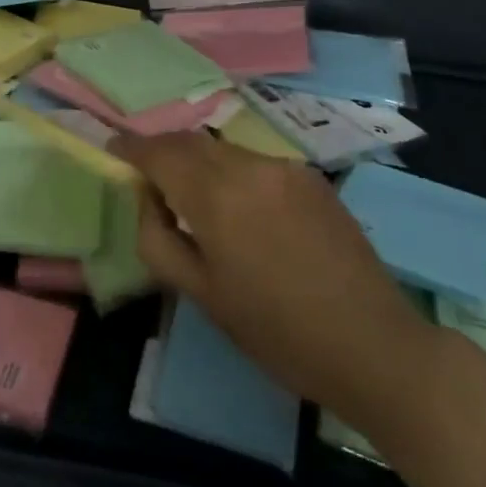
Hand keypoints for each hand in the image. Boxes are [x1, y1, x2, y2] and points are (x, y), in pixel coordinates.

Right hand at [117, 132, 434, 422]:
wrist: (372, 344)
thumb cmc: (277, 332)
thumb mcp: (202, 296)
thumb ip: (159, 239)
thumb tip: (147, 198)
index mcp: (217, 196)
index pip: (161, 152)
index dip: (132, 146)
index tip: (113, 147)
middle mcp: (249, 166)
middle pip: (192, 142)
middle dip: (163, 150)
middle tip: (147, 173)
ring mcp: (285, 167)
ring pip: (224, 150)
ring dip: (199, 162)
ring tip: (193, 197)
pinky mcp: (311, 177)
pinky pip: (256, 163)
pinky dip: (233, 173)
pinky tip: (242, 210)